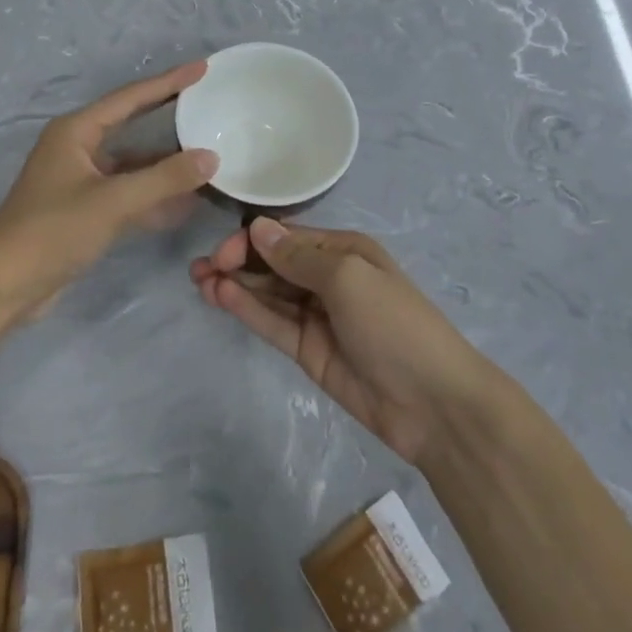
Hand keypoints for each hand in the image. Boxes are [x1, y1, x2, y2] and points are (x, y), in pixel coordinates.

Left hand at [0, 61, 218, 314]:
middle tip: (206, 103)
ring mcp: (80, 180)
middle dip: (168, 116)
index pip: (131, 98)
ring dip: (165, 164)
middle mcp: (77, 148)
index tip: (201, 68)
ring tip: (207, 156)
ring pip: (132, 163)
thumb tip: (211, 157)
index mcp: (76, 131)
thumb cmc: (53, 231)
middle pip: (132, 124)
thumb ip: (164, 179)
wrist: (5, 286)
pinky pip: (127, 192)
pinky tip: (185, 202)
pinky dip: (153, 195)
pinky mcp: (84, 209)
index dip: (168, 82)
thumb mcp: (113, 202)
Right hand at [190, 218, 484, 464]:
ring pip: (268, 293)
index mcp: (344, 251)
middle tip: (200, 269)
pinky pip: (273, 323)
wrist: (432, 403)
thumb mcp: (349, 278)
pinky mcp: (308, 350)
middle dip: (237, 261)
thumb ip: (298, 256)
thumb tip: (258, 228)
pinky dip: (247, 310)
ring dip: (235, 285)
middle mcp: (328, 278)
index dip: (252, 241)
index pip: (287, 237)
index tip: (222, 252)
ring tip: (199, 281)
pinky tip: (221, 298)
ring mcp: (317, 316)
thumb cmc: (394, 324)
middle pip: (273, 264)